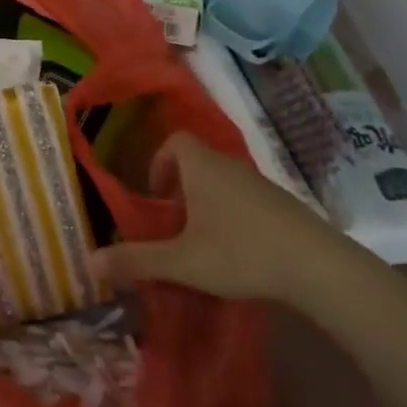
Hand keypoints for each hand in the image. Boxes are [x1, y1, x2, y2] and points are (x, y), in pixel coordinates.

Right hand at [91, 132, 362, 304]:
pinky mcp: (281, 204)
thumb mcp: (182, 261)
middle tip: (174, 225)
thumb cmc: (241, 253)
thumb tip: (89, 261)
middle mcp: (229, 164)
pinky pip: (245, 197)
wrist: (316, 265)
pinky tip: (237, 251)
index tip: (156, 195)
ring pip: (222, 180)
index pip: (176, 141)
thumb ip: (136, 260)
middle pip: (198, 161)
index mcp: (202, 166)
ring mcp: (259, 182)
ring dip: (207, 202)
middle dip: (181, 188)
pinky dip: (233, 214)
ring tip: (202, 242)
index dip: (160, 162)